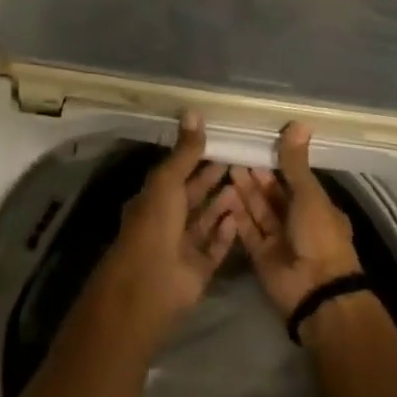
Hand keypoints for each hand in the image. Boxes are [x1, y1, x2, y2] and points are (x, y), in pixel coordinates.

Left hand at [91, 114, 240, 342]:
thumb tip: (193, 111)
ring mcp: (183, 246)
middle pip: (194, 196)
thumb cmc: (154, 225)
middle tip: (240, 158)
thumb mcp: (167, 182)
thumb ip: (184, 152)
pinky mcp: (199, 268)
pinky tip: (241, 215)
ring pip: (206, 220)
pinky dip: (227, 232)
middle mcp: (167, 221)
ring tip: (246, 182)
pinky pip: (216, 246)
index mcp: (153, 199)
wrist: (151, 285)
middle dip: (212, 179)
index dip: (195, 158)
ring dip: (223, 203)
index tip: (220, 141)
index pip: (177, 173)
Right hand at [231, 122, 362, 317]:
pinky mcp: (261, 257)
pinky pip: (248, 231)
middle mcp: (299, 223)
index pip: (295, 180)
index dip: (278, 165)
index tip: (259, 145)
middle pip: (274, 196)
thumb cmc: (319, 235)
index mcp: (318, 207)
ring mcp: (280, 241)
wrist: (315, 291)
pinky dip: (238, 216)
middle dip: (257, 177)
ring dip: (246, 192)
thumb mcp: (309, 194)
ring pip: (259, 211)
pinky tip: (224, 197)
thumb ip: (296, 163)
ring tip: (228, 168)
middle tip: (236, 154)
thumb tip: (298, 123)